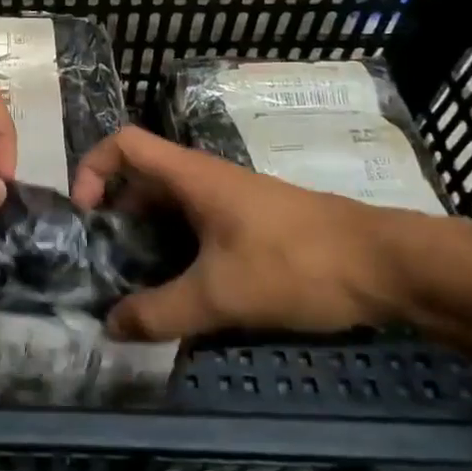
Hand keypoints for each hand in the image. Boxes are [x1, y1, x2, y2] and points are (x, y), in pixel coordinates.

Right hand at [71, 127, 406, 339]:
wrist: (387, 266)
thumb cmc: (296, 264)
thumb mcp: (220, 294)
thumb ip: (160, 312)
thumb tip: (110, 326)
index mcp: (191, 176)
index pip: (124, 144)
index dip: (93, 168)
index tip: (85, 215)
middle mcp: (204, 181)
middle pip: (140, 182)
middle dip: (113, 219)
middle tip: (101, 266)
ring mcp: (229, 203)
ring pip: (168, 212)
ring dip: (145, 242)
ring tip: (133, 288)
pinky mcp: (249, 227)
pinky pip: (195, 231)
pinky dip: (176, 255)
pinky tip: (180, 296)